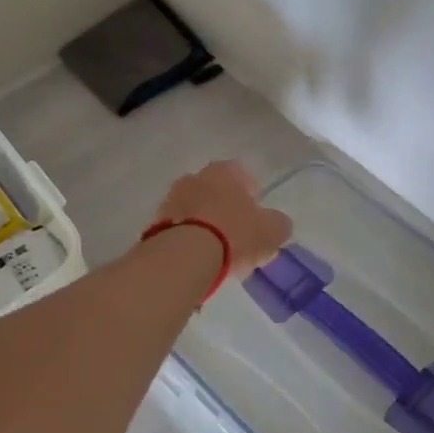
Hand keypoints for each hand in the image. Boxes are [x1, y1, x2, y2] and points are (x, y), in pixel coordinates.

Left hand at [151, 161, 292, 278]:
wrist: (185, 257)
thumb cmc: (234, 234)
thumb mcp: (271, 230)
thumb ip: (278, 224)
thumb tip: (278, 224)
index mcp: (223, 171)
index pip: (240, 173)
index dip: (251, 192)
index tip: (257, 213)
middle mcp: (194, 178)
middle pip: (214, 191)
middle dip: (226, 208)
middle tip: (239, 233)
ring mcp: (170, 201)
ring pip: (195, 210)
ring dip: (206, 224)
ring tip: (220, 252)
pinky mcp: (155, 226)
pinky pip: (180, 230)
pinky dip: (190, 240)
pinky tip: (201, 260)